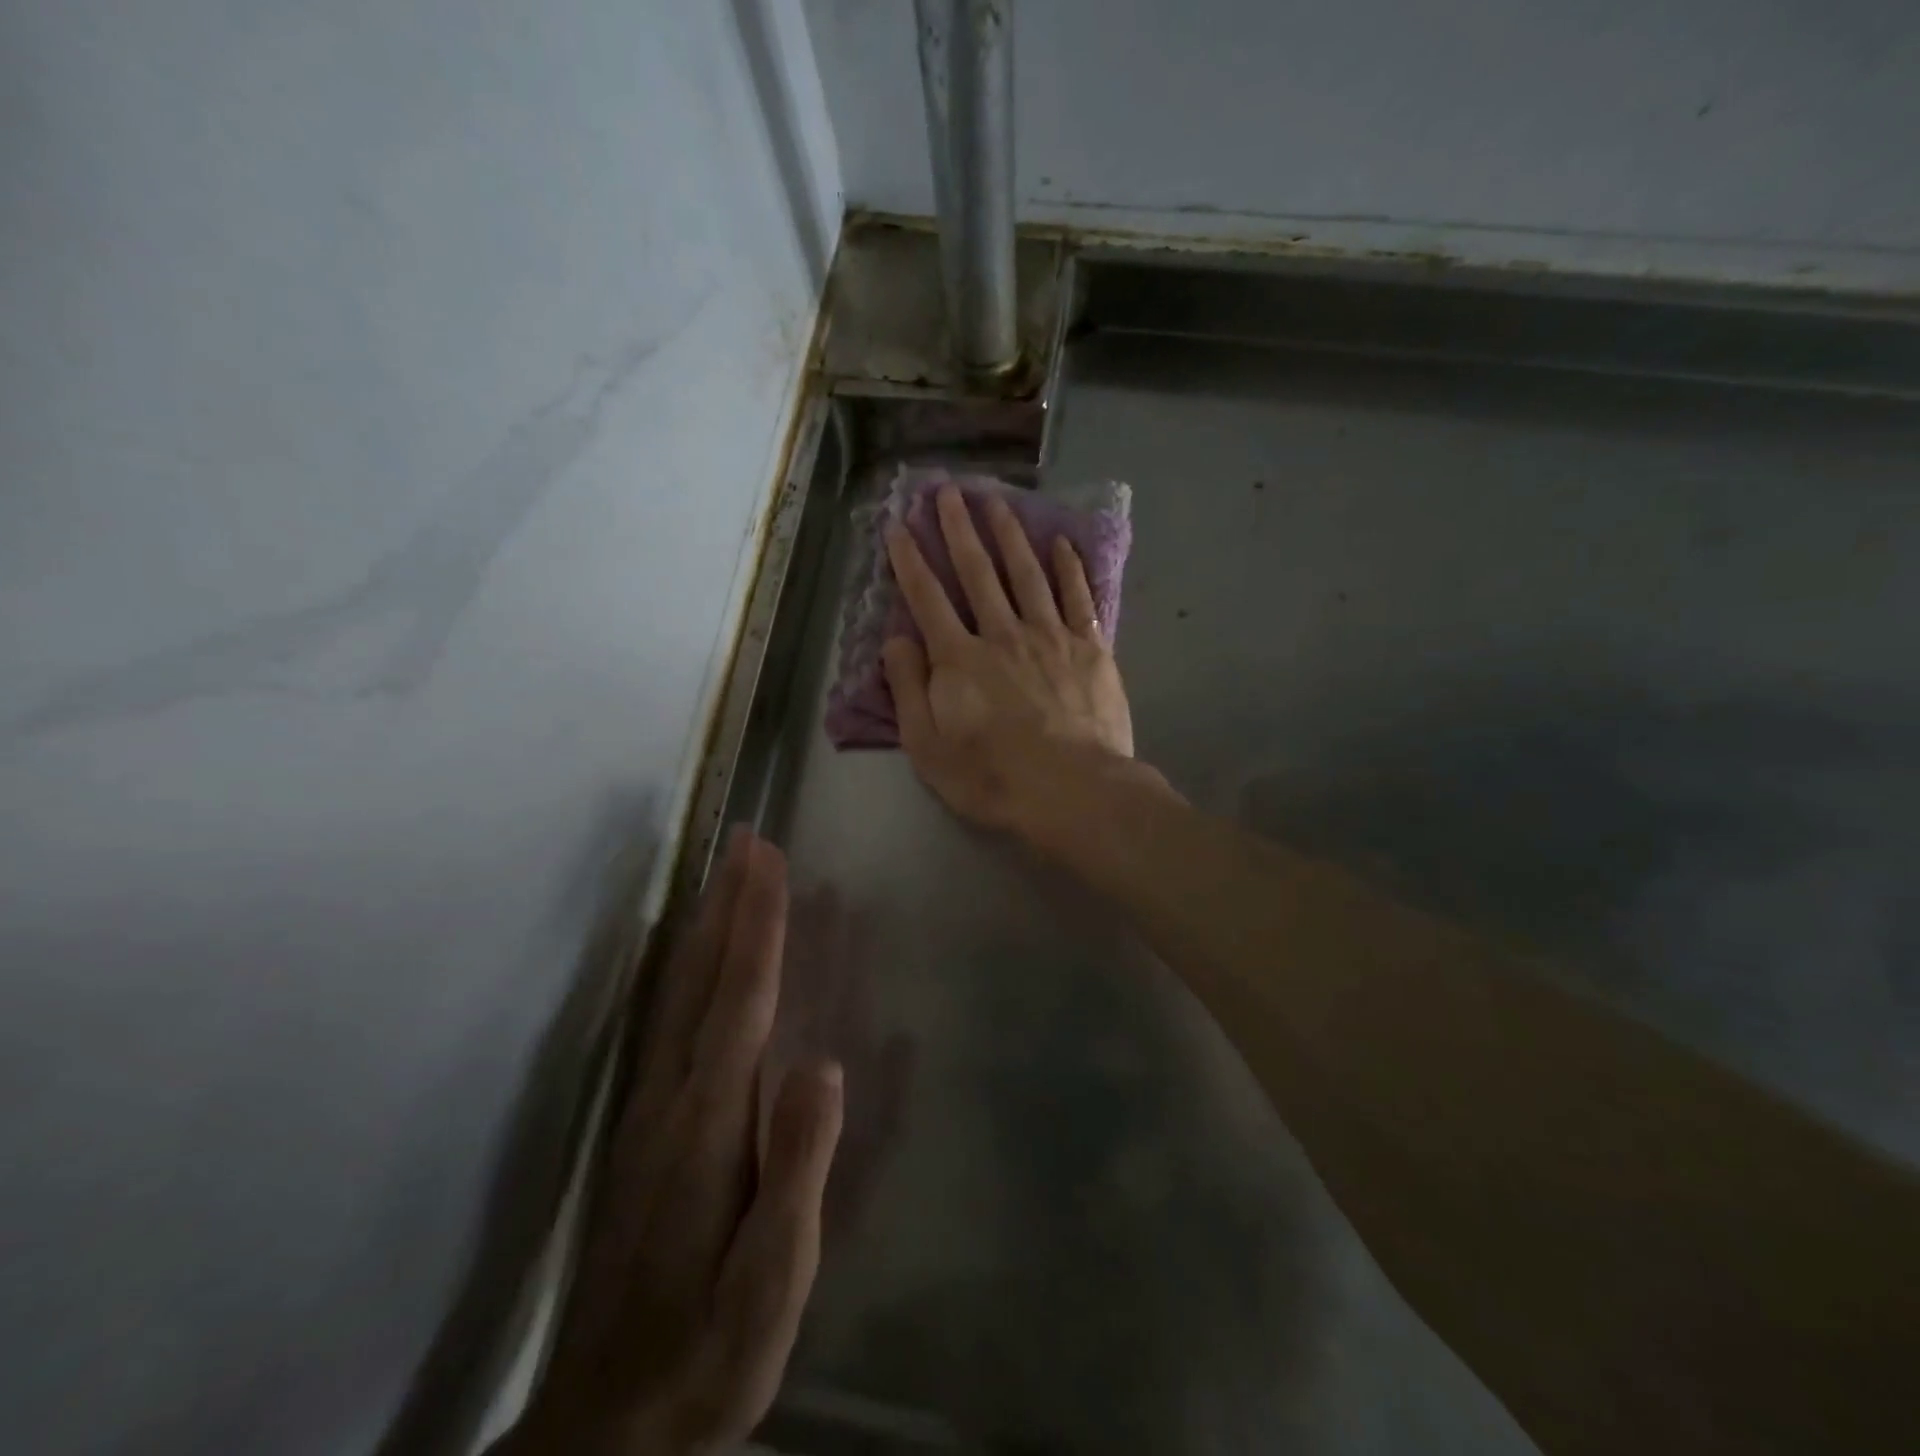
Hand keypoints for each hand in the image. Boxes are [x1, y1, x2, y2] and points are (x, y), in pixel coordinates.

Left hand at [511, 831, 842, 1455]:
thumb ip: (798, 1170)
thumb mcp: (771, 1281)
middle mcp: (673, 1097)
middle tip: (744, 839)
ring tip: (726, 876)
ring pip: (680, 993)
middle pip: (702, 978)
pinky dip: (688, 972)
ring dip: (706, 927)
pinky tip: (696, 960)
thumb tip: (824, 1065)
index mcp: (709, 1122)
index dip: (757, 924)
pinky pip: (671, 1023)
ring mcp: (652, 1110)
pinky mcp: (646, 1128)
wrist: (610, 1423)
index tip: (768, 859)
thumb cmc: (709, 1350)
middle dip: (727, 902)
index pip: (740, 998)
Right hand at [882, 485, 1134, 829]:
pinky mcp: (1089, 648)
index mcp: (959, 658)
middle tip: (948, 491)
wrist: (1073, 791)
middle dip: (959, 529)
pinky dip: (1069, 568)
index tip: (898, 526)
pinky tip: (1061, 544)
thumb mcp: (928, 748)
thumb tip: (895, 640)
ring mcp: (1050, 636)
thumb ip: (908, 690)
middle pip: (977, 572)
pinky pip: (1077, 597)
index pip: (927, 598)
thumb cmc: (992, 777)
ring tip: (997, 501)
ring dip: (1009, 534)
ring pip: (1026, 573)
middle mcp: (1002, 634)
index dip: (909, 561)